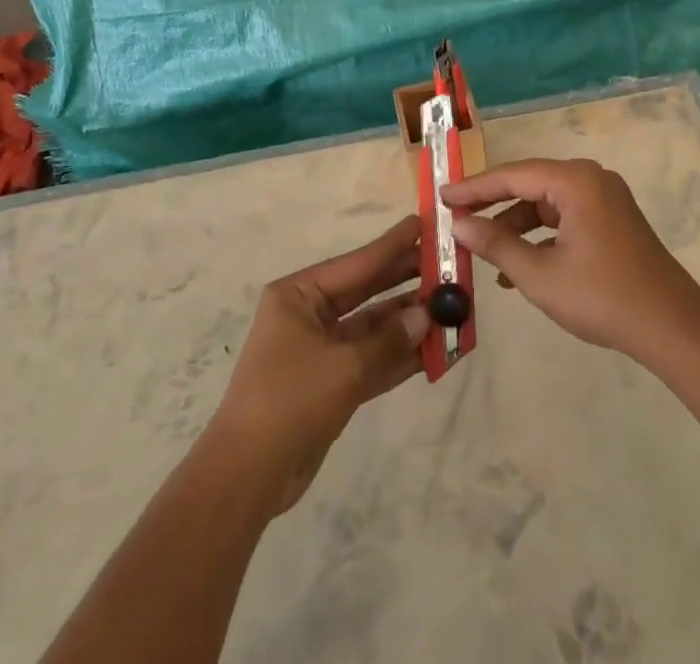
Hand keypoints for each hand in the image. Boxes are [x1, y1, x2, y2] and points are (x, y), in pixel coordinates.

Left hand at [207, 216, 430, 515]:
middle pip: (367, 291)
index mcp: (299, 294)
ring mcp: (321, 350)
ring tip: (451, 309)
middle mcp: (309, 315)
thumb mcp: (343, 367)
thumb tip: (427, 316)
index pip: (357, 263)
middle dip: (406, 282)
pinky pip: (371, 360)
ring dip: (408, 323)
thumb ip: (389, 340)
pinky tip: (435, 350)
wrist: (247, 476)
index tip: (425, 223)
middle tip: (447, 266)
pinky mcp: (330, 383)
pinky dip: (399, 356)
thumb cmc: (289, 400)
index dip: (393, 245)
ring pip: (373, 328)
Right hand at [445, 159, 699, 364]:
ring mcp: (604, 199)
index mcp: (574, 181)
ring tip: (482, 249)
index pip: (512, 175)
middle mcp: (590, 179)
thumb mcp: (540, 275)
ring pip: (545, 202)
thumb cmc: (603, 297)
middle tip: (456, 217)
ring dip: (514, 225)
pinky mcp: (611, 220)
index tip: (441, 196)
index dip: (474, 188)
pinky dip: (540, 235)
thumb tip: (459, 224)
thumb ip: (496, 244)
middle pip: (528, 184)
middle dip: (492, 204)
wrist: (672, 327)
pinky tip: (517, 266)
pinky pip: (564, 217)